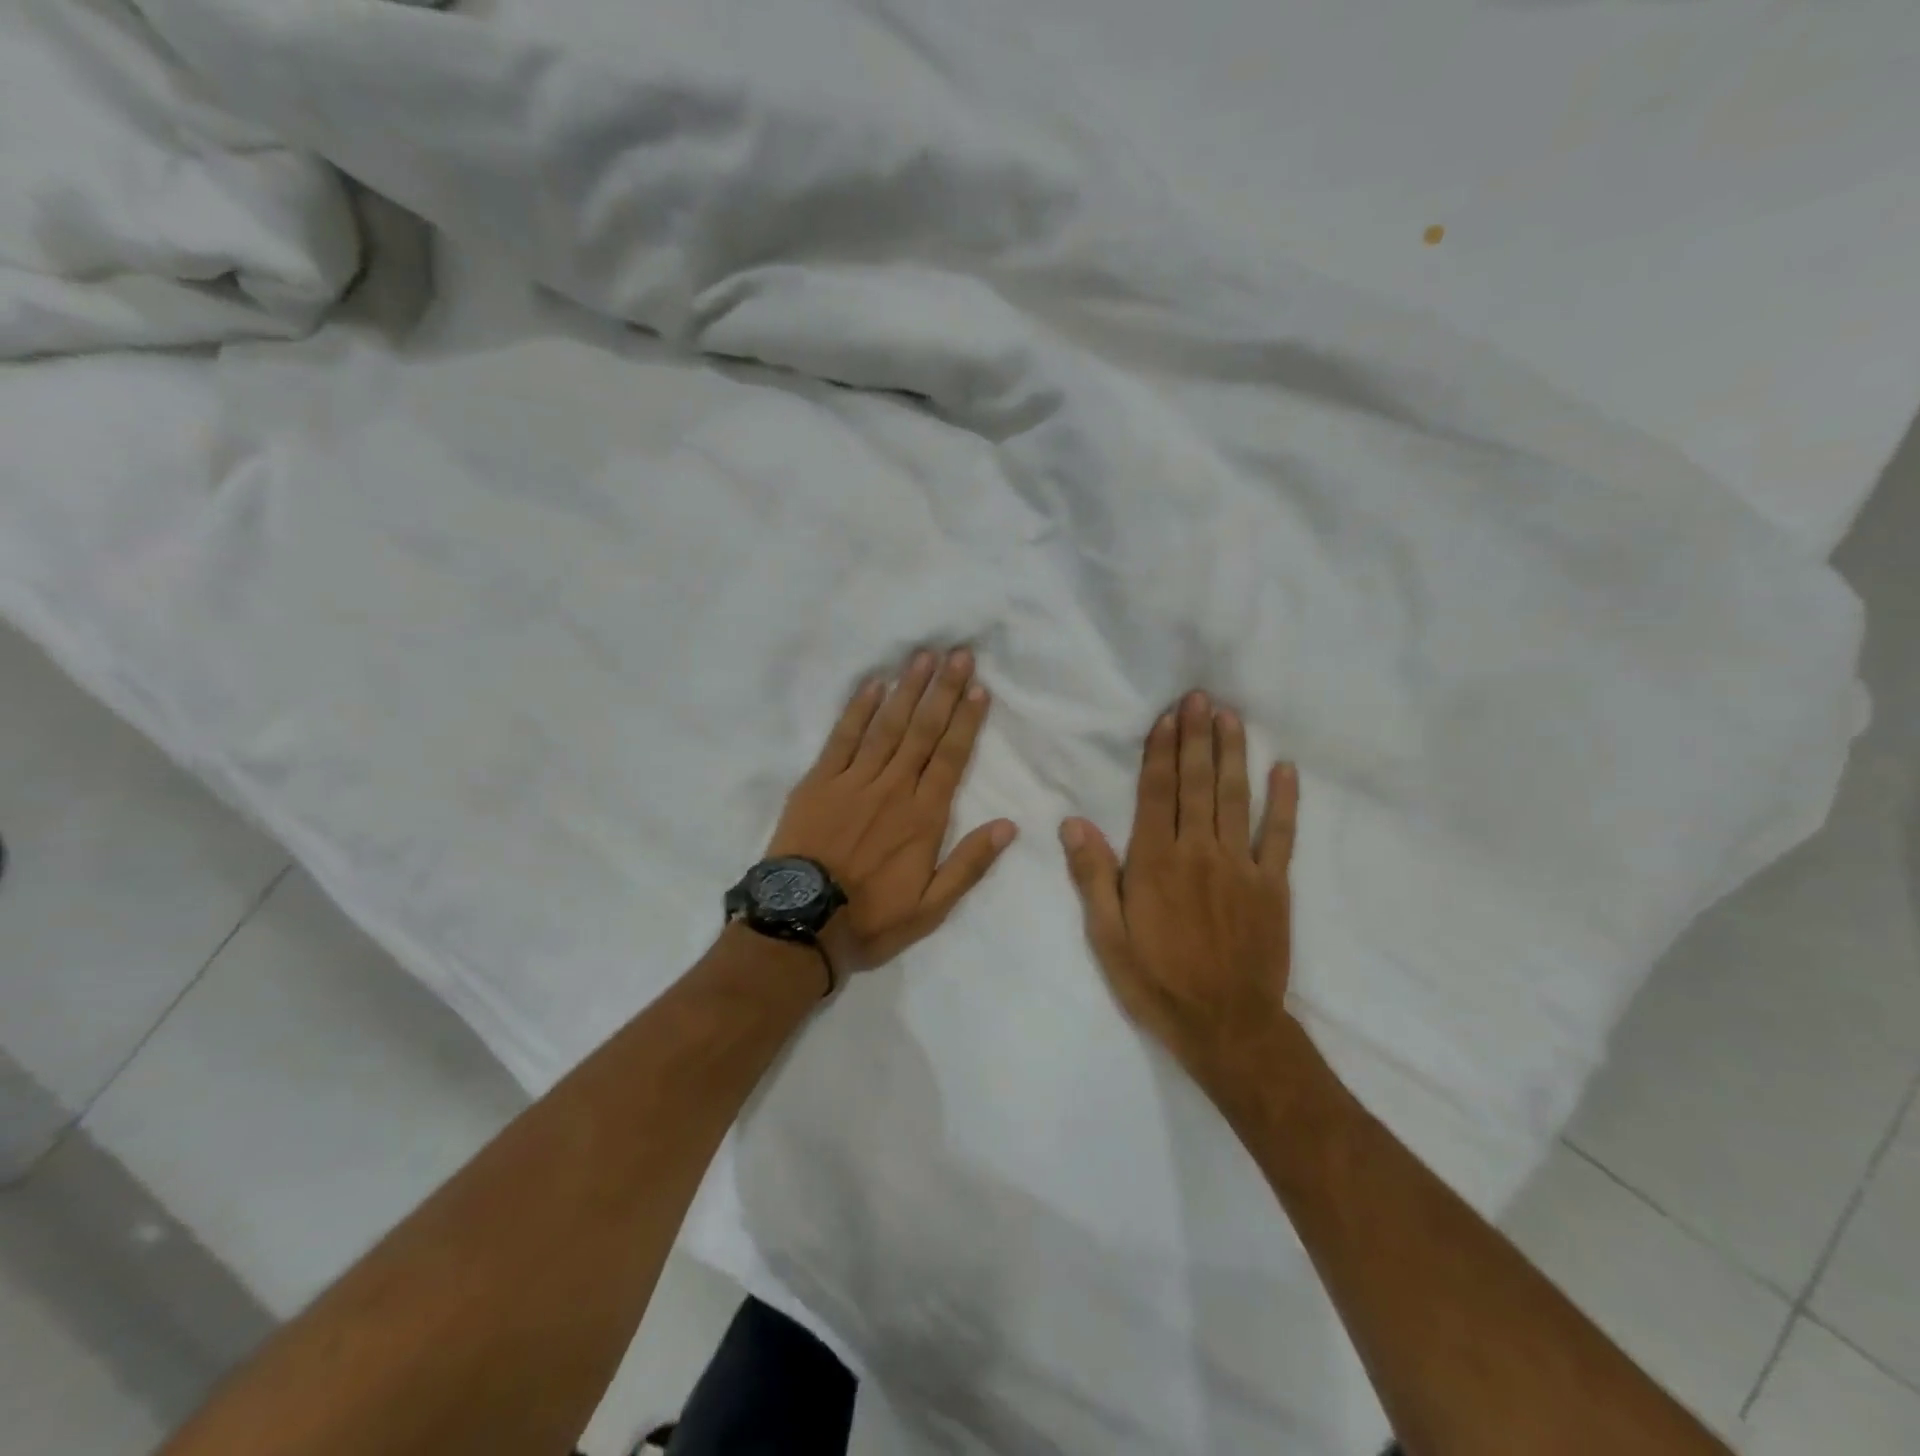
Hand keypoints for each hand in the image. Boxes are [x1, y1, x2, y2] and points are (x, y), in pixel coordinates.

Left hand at [768, 647, 1016, 977]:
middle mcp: (892, 788)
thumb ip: (969, 864)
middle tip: (959, 654)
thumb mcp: (931, 908)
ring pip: (886, 726)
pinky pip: (842, 738)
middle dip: (944, 691)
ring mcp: (853, 781)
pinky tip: (873, 684)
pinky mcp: (819, 782)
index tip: (979, 689)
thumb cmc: (871, 918)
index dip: (966, 722)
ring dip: (907, 690)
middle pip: (922, 731)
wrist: (801, 923)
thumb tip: (1008, 826)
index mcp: (923, 817)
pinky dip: (858, 710)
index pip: (951, 758)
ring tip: (924, 657)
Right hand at [1060, 690, 1299, 1103]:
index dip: (1162, 751)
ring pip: (1236, 798)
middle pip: (1197, 784)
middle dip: (1197, 737)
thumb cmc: (1157, 982)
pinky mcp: (1274, 885)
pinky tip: (1285, 769)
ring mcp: (1242, 866)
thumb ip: (1093, 876)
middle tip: (1201, 697)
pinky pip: (1281, 835)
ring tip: (1231, 717)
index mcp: (1155, 862)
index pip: (1157, 793)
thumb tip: (1073, 823)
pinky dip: (1285, 801)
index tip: (1169, 716)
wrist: (1228, 1027)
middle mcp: (1199, 852)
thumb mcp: (1108, 938)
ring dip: (1233, 754)